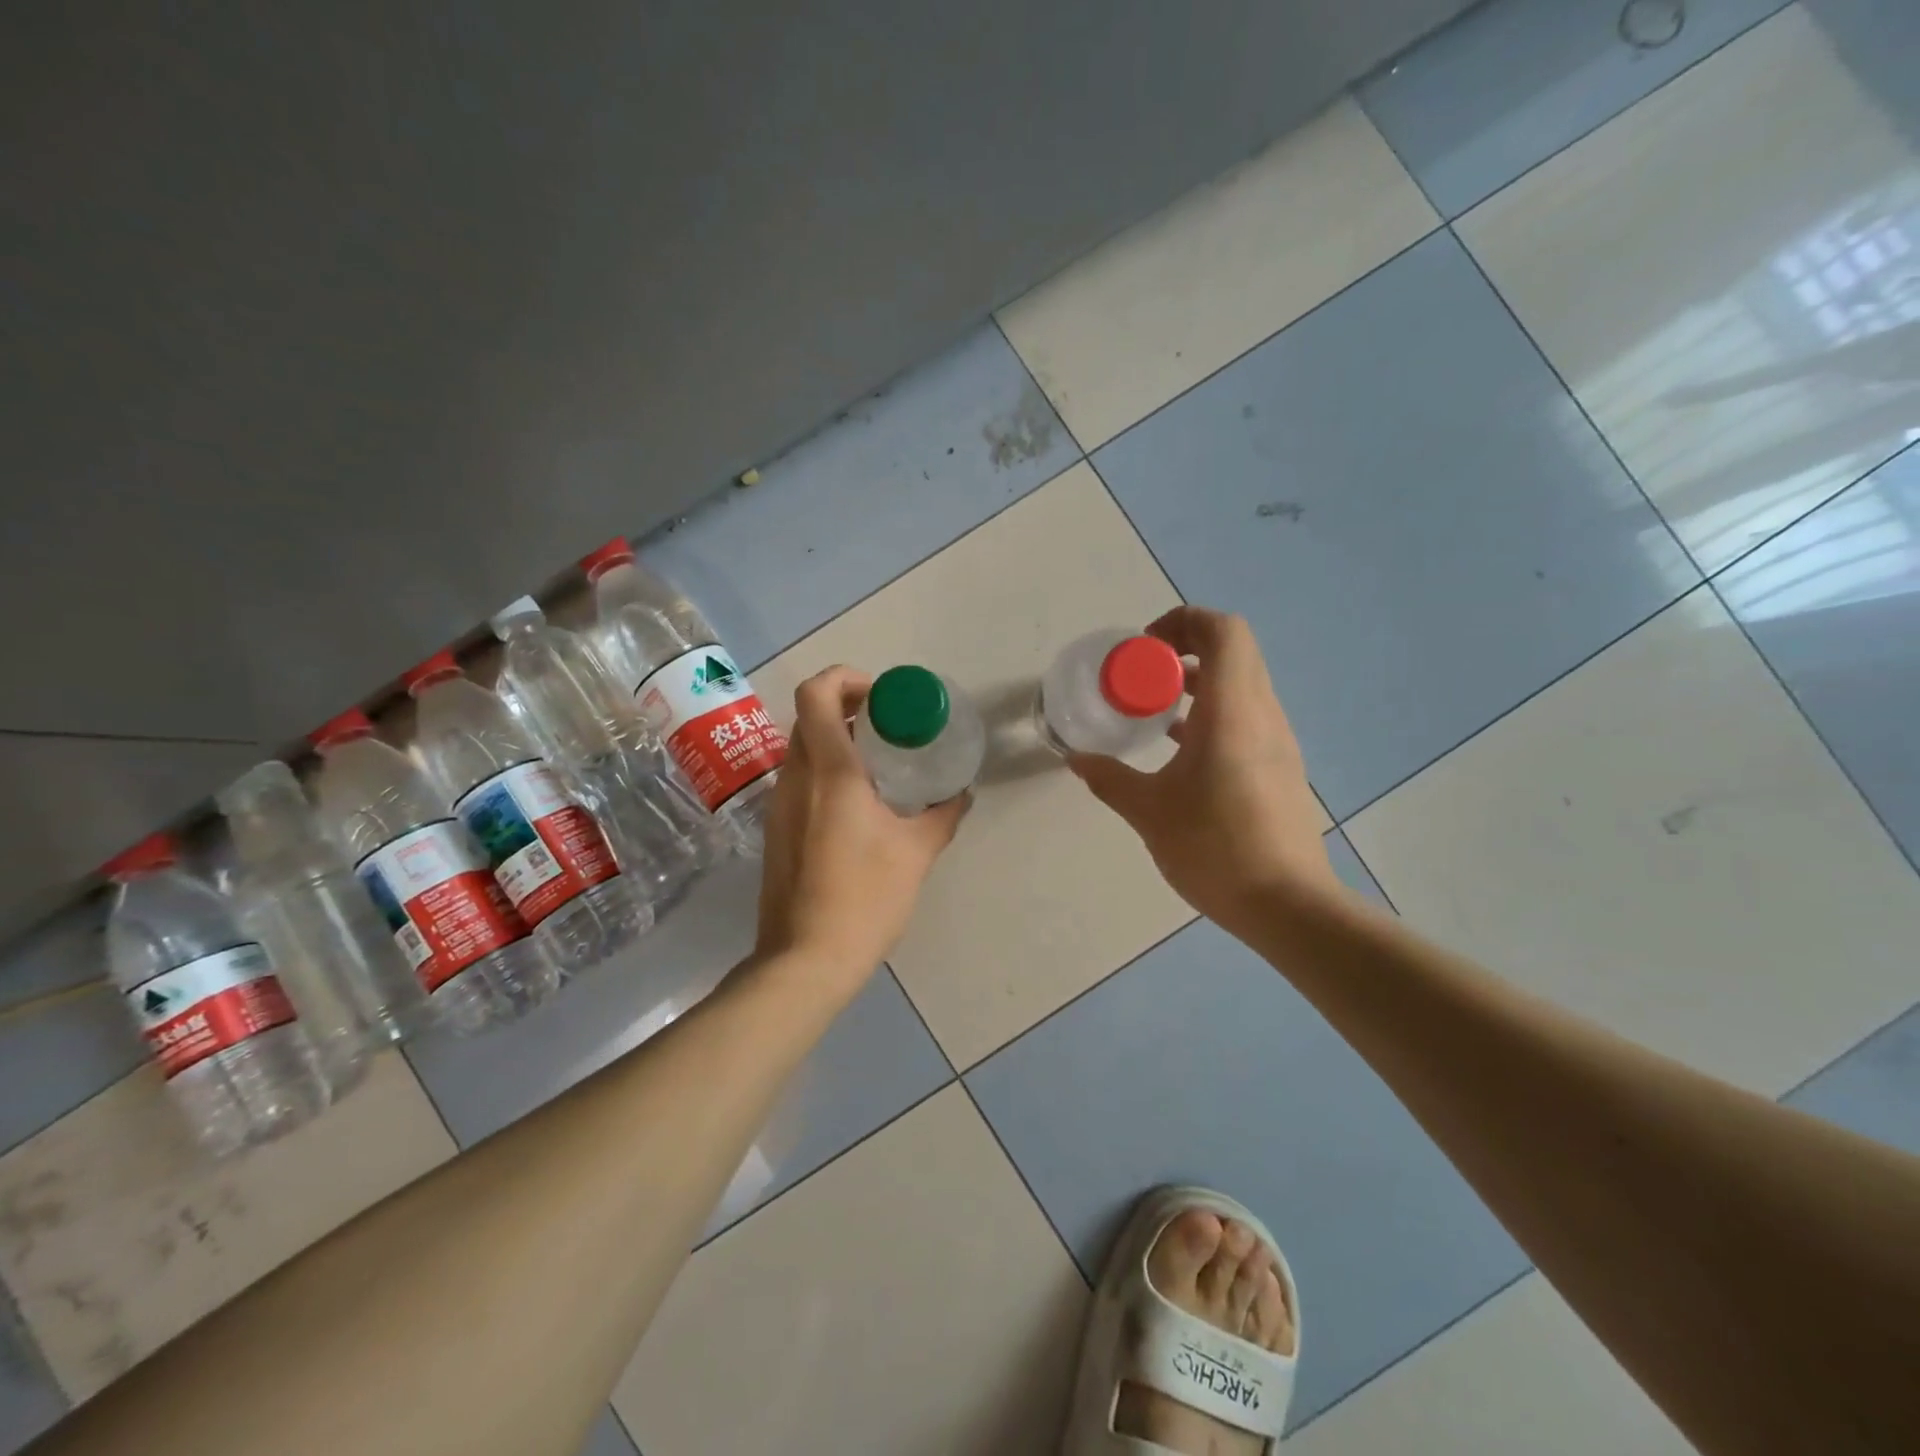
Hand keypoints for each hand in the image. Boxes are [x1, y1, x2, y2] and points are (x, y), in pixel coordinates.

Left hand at [754, 666, 968, 993]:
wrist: (805, 960)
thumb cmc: (865, 899)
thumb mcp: (916, 853)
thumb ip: (942, 815)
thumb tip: (960, 793)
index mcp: (830, 772)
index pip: (818, 694)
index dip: (846, 678)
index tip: (882, 697)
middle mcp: (796, 778)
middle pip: (810, 717)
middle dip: (848, 709)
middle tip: (889, 728)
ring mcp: (779, 804)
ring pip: (802, 749)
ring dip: (837, 743)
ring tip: (879, 766)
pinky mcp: (775, 830)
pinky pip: (799, 780)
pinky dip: (826, 773)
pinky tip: (858, 806)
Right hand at [1070, 607, 1337, 935]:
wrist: (1288, 905)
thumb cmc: (1215, 849)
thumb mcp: (1149, 812)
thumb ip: (1110, 779)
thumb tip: (1078, 760)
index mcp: (1232, 711)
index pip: (1223, 631)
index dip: (1183, 622)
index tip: (1144, 650)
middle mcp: (1262, 714)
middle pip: (1233, 651)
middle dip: (1184, 649)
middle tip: (1143, 676)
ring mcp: (1278, 740)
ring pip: (1242, 683)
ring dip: (1200, 682)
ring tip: (1155, 709)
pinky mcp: (1281, 765)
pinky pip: (1247, 715)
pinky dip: (1214, 712)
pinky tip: (1180, 748)